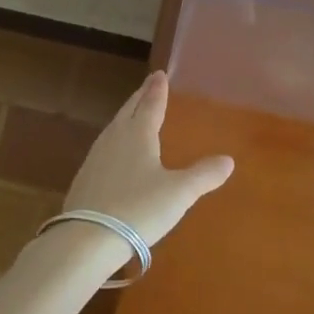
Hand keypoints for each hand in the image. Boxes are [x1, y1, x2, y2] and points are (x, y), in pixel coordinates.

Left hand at [63, 71, 234, 247]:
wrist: (87, 239)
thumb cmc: (139, 209)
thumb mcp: (179, 193)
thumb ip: (203, 175)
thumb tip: (228, 160)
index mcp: (138, 134)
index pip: (151, 104)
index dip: (157, 90)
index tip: (159, 74)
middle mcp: (115, 138)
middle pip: (129, 110)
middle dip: (140, 97)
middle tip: (148, 85)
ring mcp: (96, 157)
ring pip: (114, 127)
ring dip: (126, 116)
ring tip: (133, 113)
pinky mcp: (85, 177)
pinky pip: (104, 147)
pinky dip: (115, 139)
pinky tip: (116, 152)